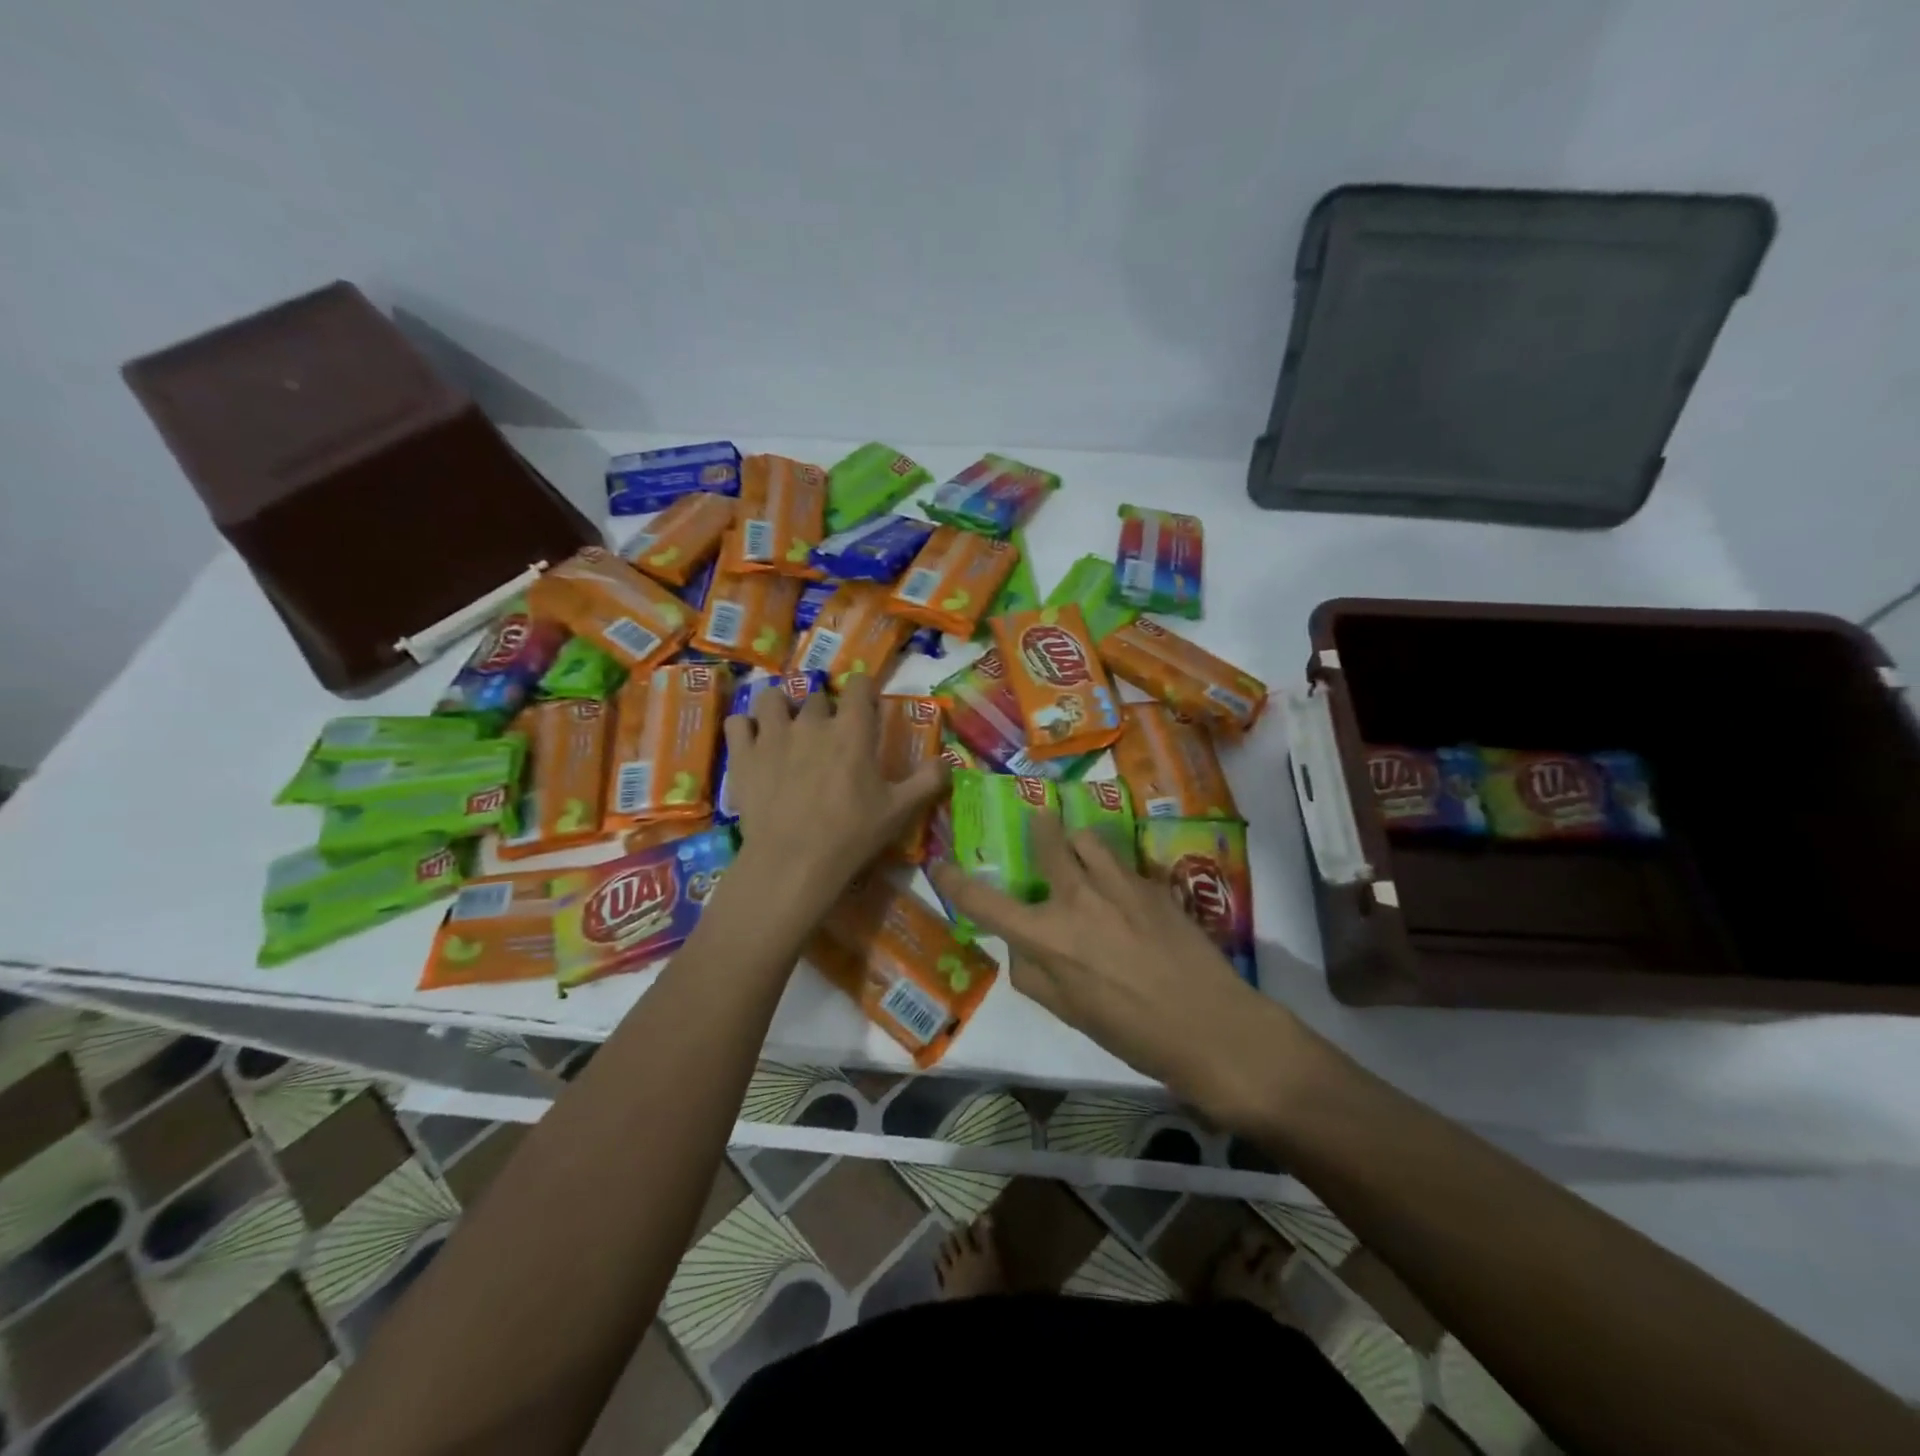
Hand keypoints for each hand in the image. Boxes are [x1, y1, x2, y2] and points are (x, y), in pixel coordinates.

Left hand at [721, 674, 947, 911]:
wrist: (793, 862)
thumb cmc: (851, 835)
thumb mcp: (900, 811)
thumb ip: (928, 781)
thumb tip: (948, 761)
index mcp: (852, 730)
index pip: (858, 685)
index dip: (862, 690)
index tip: (864, 704)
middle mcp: (812, 721)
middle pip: (817, 696)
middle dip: (824, 710)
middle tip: (827, 735)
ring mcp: (773, 735)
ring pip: (773, 698)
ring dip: (781, 707)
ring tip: (785, 726)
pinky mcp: (743, 755)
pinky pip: (738, 722)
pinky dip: (746, 728)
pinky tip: (753, 743)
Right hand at [930, 812, 1301, 1128]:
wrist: (1210, 1026)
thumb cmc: (1132, 1032)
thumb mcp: (1069, 1013)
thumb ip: (1034, 975)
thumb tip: (1023, 947)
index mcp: (1047, 936)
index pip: (986, 903)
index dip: (956, 882)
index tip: (941, 865)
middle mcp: (1077, 898)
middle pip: (1046, 841)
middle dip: (1038, 828)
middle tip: (1039, 821)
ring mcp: (1118, 884)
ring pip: (1087, 837)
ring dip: (1078, 843)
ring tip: (1084, 855)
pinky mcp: (1152, 883)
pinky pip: (1122, 862)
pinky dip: (1113, 868)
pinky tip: (1128, 893)